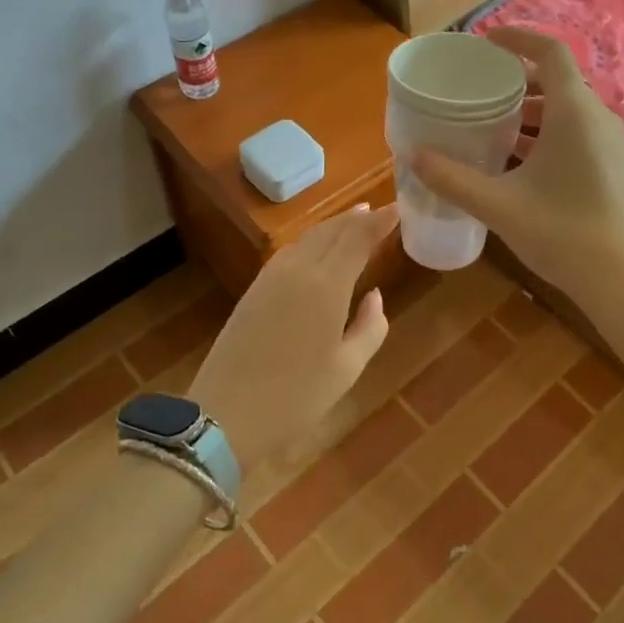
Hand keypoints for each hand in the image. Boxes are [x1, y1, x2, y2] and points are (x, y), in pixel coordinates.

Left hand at [188, 202, 399, 475]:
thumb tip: (374, 294)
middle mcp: (299, 270)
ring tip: (353, 221)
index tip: (398, 208)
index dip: (380, 221)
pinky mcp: (254, 289)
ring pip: (308, 238)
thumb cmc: (295, 397)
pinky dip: (311, 241)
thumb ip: (370, 327)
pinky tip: (317, 248)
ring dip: (333, 226)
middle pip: (332, 231)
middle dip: (357, 218)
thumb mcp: (346, 369)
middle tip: (379, 210)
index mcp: (327, 286)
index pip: (358, 239)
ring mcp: (272, 277)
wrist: (225, 414)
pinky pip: (290, 252)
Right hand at [409, 28, 623, 318]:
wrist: (623, 280)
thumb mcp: (498, 205)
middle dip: (517, 77)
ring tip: (490, 120)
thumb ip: (452, 178)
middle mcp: (597, 118)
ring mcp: (608, 143)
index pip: (550, 52)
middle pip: (557, 79)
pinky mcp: (610, 166)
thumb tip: (413, 155)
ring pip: (566, 108)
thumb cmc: (562, 233)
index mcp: (575, 112)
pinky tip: (515, 157)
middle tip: (478, 86)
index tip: (485, 41)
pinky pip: (574, 130)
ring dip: (530, 108)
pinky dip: (544, 131)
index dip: (518, 38)